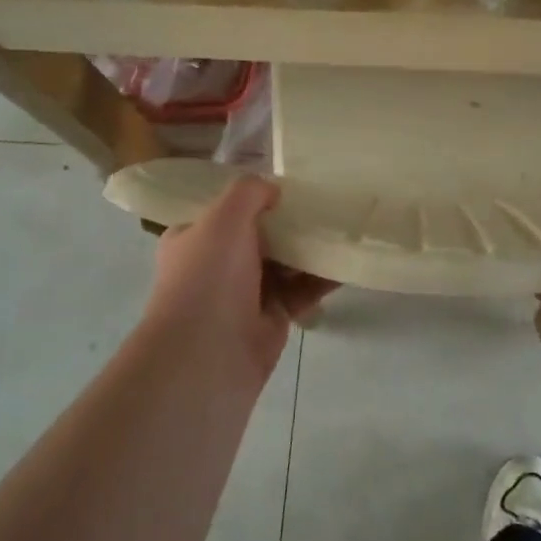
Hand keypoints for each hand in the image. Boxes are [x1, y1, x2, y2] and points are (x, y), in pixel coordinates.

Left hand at [141, 176, 336, 378]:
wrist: (207, 356)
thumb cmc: (209, 277)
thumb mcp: (223, 217)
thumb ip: (249, 192)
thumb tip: (273, 190)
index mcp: (193, 238)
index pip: (224, 210)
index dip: (254, 198)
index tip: (289, 184)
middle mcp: (217, 264)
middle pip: (260, 235)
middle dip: (289, 222)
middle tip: (325, 202)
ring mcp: (244, 293)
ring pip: (284, 262)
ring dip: (310, 248)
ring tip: (344, 226)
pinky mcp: (272, 317)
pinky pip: (301, 290)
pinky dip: (322, 278)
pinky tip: (347, 263)